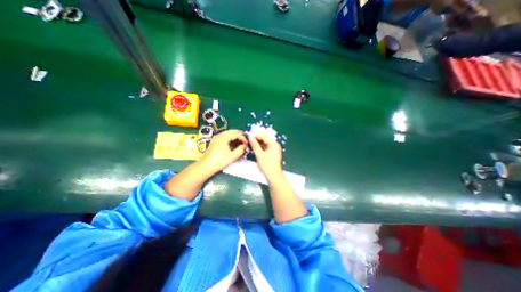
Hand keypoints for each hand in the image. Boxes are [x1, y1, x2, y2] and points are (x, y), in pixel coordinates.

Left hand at [200, 130, 246, 173]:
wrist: (206, 166)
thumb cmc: (219, 161)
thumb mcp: (232, 156)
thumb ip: (240, 150)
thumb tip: (245, 146)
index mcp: (223, 137)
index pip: (236, 134)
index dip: (243, 138)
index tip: (247, 143)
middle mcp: (219, 135)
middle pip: (231, 132)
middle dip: (239, 135)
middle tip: (245, 139)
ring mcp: (216, 138)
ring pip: (228, 134)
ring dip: (235, 137)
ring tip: (241, 142)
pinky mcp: (215, 142)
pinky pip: (224, 137)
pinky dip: (230, 139)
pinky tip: (234, 144)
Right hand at [247, 133, 280, 178]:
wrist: (273, 176)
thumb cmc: (267, 165)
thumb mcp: (259, 154)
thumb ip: (255, 145)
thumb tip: (250, 136)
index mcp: (274, 144)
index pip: (265, 135)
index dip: (257, 135)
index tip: (250, 138)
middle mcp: (275, 145)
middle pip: (265, 139)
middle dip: (257, 139)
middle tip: (249, 141)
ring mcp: (274, 149)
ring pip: (265, 143)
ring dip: (258, 143)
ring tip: (250, 145)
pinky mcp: (272, 153)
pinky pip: (265, 147)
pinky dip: (260, 147)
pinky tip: (254, 148)